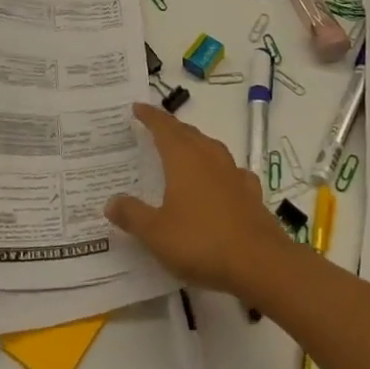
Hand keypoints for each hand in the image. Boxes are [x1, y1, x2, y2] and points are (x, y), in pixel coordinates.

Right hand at [105, 104, 296, 300]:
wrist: (258, 261)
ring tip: (185, 149)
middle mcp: (209, 157)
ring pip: (210, 148)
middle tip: (156, 127)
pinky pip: (230, 171)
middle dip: (171, 128)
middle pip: (188, 134)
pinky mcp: (250, 192)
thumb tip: (111, 201)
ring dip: (195, 144)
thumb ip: (132, 215)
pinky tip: (220, 180)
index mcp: (184, 159)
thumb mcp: (156, 233)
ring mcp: (233, 173)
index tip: (138, 107)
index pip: (164, 128)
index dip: (150, 117)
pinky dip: (219, 169)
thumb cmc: (200, 241)